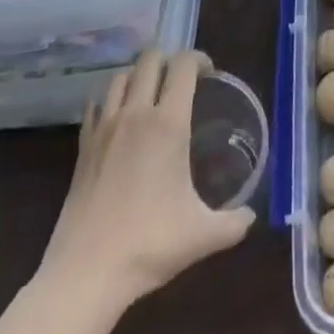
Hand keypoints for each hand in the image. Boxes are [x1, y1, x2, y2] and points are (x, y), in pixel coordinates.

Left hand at [36, 50, 255, 310]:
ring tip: (150, 95)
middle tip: (181, 82)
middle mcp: (136, 114)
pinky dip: (109, 100)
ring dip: (138, 75)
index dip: (199, 59)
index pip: (183, 65)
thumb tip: (251, 215)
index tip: (209, 74)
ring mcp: (104, 127)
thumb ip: (234, 222)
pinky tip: (117, 119)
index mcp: (168, 123)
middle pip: (150, 59)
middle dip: (169, 60)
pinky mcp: (82, 146)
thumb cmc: (148, 245)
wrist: (84, 274)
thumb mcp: (202, 235)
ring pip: (121, 76)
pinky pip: (96, 105)